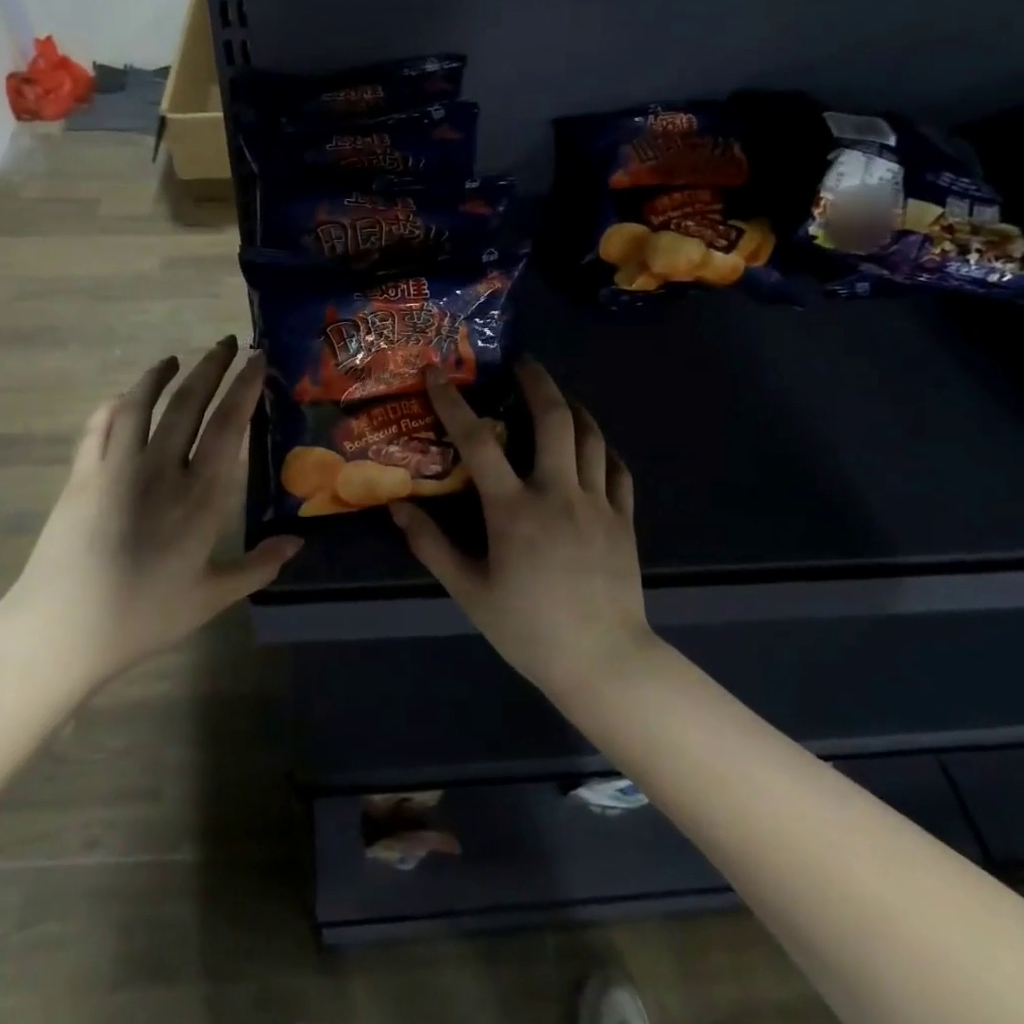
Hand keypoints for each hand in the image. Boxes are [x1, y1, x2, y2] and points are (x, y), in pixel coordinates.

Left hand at [8, 338, 301, 686]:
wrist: (63, 629)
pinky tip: (123, 397)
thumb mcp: (211, 597)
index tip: (257, 359)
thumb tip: (297, 542)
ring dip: (160, 374)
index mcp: (200, 497)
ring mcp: (116, 467)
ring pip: (141, 404)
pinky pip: (99, 425)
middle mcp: (161, 469)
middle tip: (226, 342)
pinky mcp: (82, 475)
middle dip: (211, 366)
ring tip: (175, 359)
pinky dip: (114, 404)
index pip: (228, 426)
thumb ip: (258, 566)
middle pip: (189, 402)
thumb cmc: (144, 616)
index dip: (244, 387)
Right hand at [389, 361, 653, 694]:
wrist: (603, 661)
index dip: (453, 402)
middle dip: (537, 382)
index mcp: (514, 509)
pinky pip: (617, 468)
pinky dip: (602, 447)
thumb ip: (432, 545)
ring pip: (590, 436)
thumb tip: (398, 506)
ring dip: (573, 407)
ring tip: (557, 396)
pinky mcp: (624, 518)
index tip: (438, 373)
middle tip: (523, 363)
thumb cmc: (528, 628)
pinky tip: (592, 446)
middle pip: (553, 418)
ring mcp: (597, 503)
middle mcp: (558, 493)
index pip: (477, 442)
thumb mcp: (470, 591)